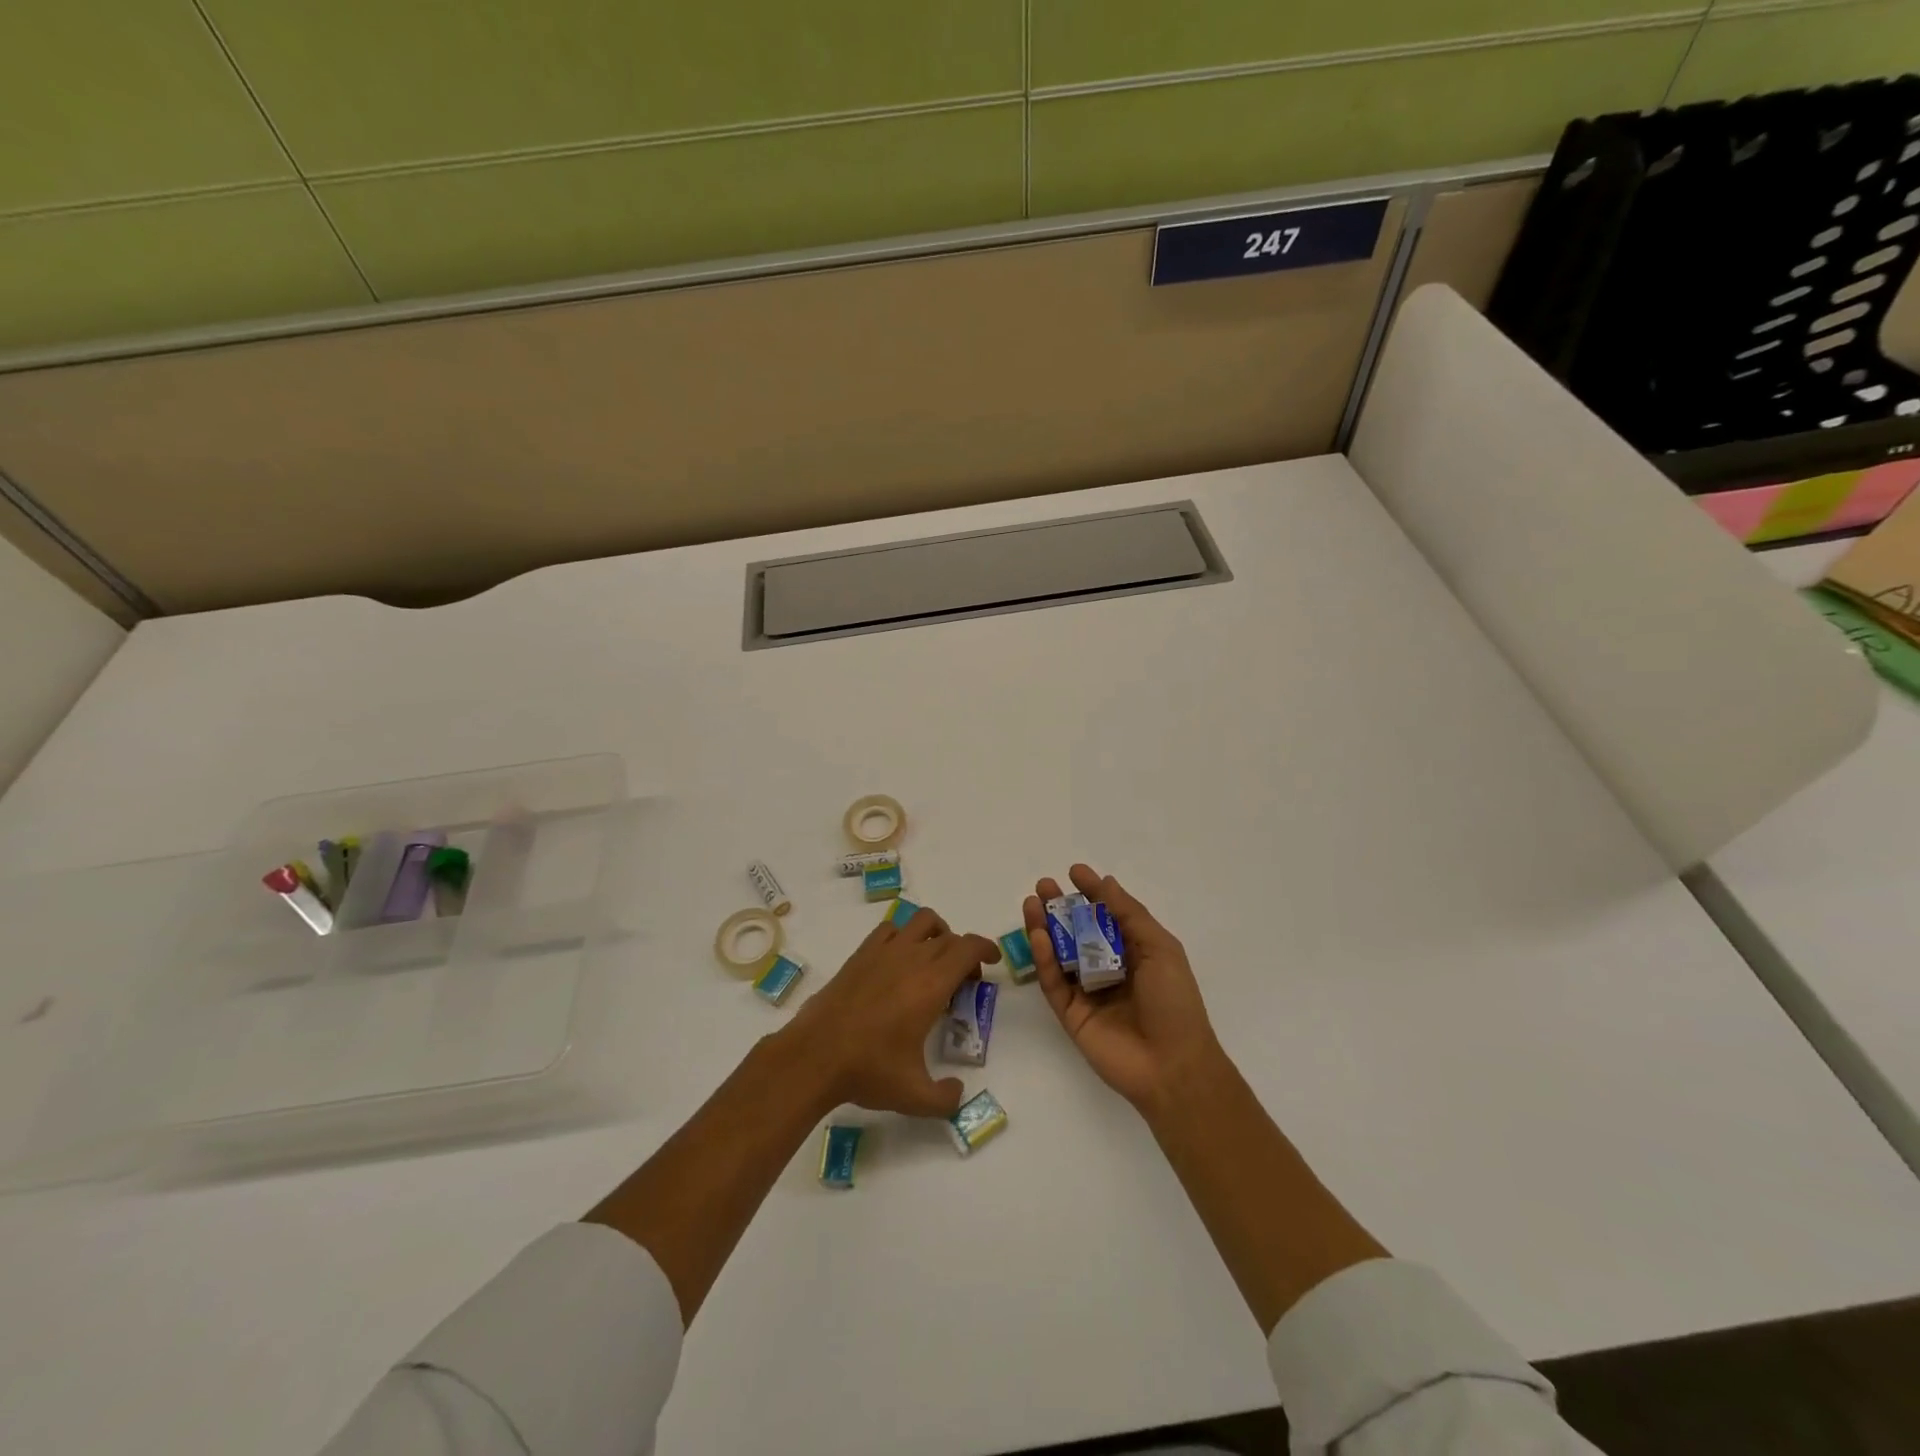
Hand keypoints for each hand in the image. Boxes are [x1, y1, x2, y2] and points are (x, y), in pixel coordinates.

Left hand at [782, 908, 999, 1118]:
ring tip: (935, 958)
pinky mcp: (860, 955)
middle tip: (964, 982)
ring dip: (937, 933)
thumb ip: (945, 1098)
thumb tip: (958, 1092)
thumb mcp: (914, 1096)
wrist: (814, 1056)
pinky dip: (903, 936)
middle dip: (964, 954)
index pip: (968, 948)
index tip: (992, 961)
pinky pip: (890, 930)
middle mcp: (911, 959)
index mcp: (931, 985)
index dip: (985, 948)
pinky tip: (899, 960)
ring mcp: (883, 952)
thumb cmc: (868, 1070)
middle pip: (948, 938)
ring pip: (921, 922)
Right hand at [1024, 864, 1219, 1112]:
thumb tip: (1106, 882)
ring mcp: (1088, 992)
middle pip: (1078, 931)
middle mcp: (1109, 968)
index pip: (1108, 915)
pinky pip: (1053, 982)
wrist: (1172, 1066)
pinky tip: (1038, 935)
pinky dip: (1043, 959)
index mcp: (1135, 952)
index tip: (1074, 872)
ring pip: (1060, 954)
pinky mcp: (1071, 1014)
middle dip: (1060, 907)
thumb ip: (1129, 915)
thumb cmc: (1174, 1002)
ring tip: (1031, 903)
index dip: (1092, 893)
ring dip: (1045, 928)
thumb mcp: (1160, 949)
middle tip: (1043, 886)